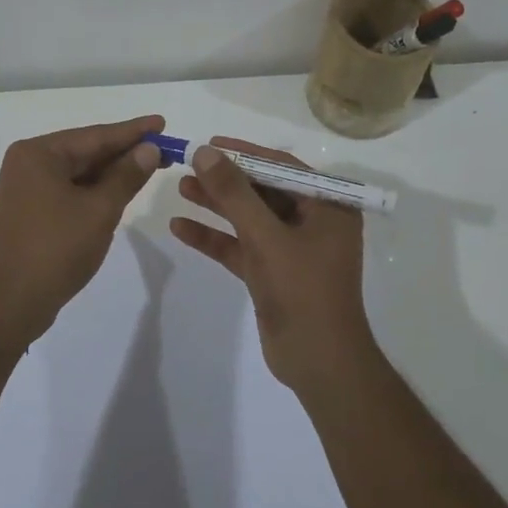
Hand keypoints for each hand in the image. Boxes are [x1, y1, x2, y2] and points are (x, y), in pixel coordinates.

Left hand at [0, 115, 165, 343]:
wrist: (9, 303)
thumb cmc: (55, 249)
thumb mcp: (100, 210)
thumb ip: (126, 176)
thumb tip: (149, 148)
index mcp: (39, 154)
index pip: (95, 135)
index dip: (133, 131)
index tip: (162, 122)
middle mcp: (29, 163)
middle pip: (86, 151)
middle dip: (125, 152)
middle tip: (165, 147)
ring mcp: (27, 189)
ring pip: (79, 173)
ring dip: (112, 172)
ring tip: (150, 165)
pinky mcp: (31, 211)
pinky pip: (70, 190)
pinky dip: (95, 190)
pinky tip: (120, 190)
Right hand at [169, 137, 372, 394]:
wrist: (319, 363)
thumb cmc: (303, 290)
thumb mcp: (266, 236)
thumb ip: (234, 193)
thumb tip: (205, 152)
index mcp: (327, 206)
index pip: (282, 167)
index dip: (244, 153)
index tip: (209, 144)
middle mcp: (312, 222)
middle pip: (262, 190)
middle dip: (225, 179)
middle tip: (189, 165)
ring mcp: (291, 249)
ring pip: (248, 218)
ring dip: (216, 205)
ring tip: (180, 188)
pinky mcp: (272, 273)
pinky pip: (241, 246)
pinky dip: (214, 237)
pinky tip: (180, 227)